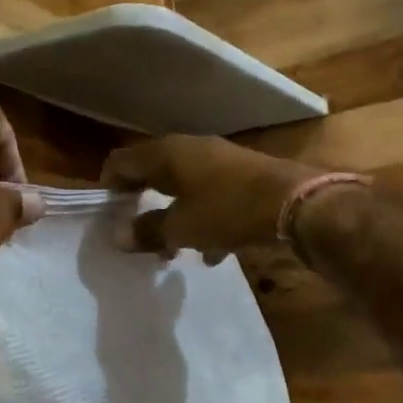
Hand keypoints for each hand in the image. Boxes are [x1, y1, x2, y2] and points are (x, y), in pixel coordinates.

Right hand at [101, 135, 321, 261]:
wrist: (296, 202)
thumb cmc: (228, 210)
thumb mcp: (182, 227)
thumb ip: (147, 231)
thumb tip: (118, 236)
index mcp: (167, 153)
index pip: (123, 161)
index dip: (109, 185)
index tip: (106, 213)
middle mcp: (190, 149)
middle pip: (153, 172)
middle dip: (142, 203)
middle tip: (135, 233)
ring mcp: (219, 160)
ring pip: (183, 186)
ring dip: (174, 215)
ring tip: (170, 251)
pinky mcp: (242, 176)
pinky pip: (211, 196)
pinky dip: (203, 219)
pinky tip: (213, 253)